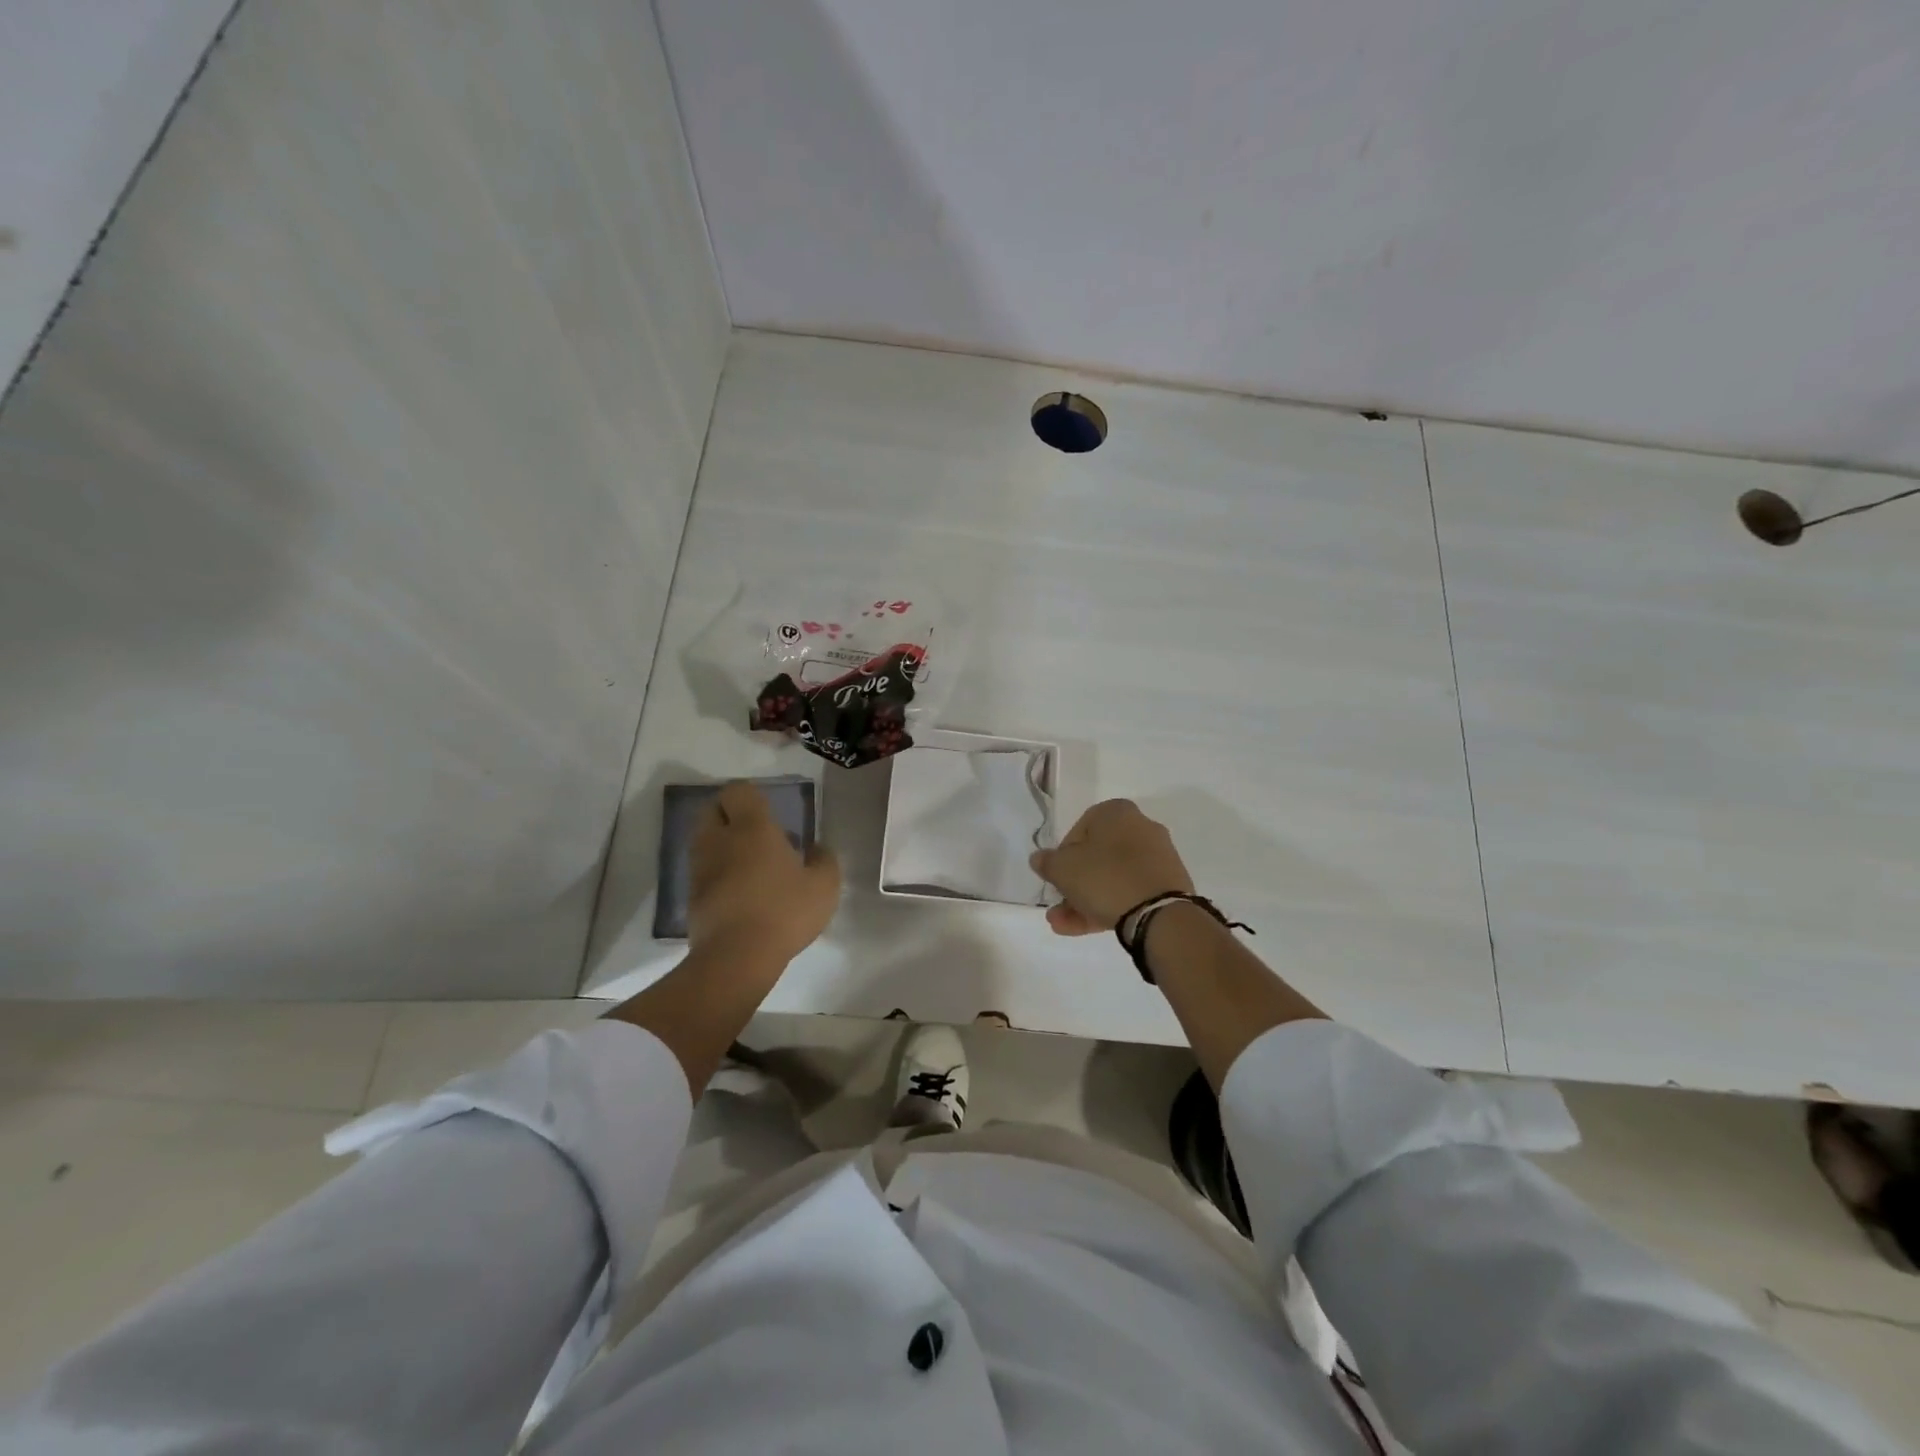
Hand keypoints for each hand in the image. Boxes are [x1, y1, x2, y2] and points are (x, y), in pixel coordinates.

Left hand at [687, 781, 840, 963]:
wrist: (736, 958)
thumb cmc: (784, 912)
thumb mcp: (824, 886)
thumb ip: (824, 860)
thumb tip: (816, 848)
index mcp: (752, 827)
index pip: (738, 791)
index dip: (750, 796)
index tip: (768, 811)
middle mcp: (720, 839)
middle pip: (711, 810)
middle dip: (729, 815)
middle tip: (756, 833)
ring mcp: (700, 868)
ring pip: (704, 840)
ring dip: (721, 844)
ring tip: (749, 864)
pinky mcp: (691, 896)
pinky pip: (702, 870)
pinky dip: (716, 872)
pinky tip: (739, 892)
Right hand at [1029, 799, 1193, 936]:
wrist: (1159, 914)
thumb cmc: (1105, 878)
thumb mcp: (1062, 869)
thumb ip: (1047, 862)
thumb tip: (1040, 859)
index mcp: (1116, 812)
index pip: (1079, 830)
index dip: (1062, 856)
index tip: (1057, 877)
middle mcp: (1141, 827)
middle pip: (1097, 857)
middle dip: (1073, 886)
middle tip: (1058, 907)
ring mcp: (1157, 857)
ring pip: (1112, 878)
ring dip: (1085, 901)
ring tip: (1064, 926)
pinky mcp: (1168, 885)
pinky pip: (1130, 891)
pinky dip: (1109, 906)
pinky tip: (1088, 928)